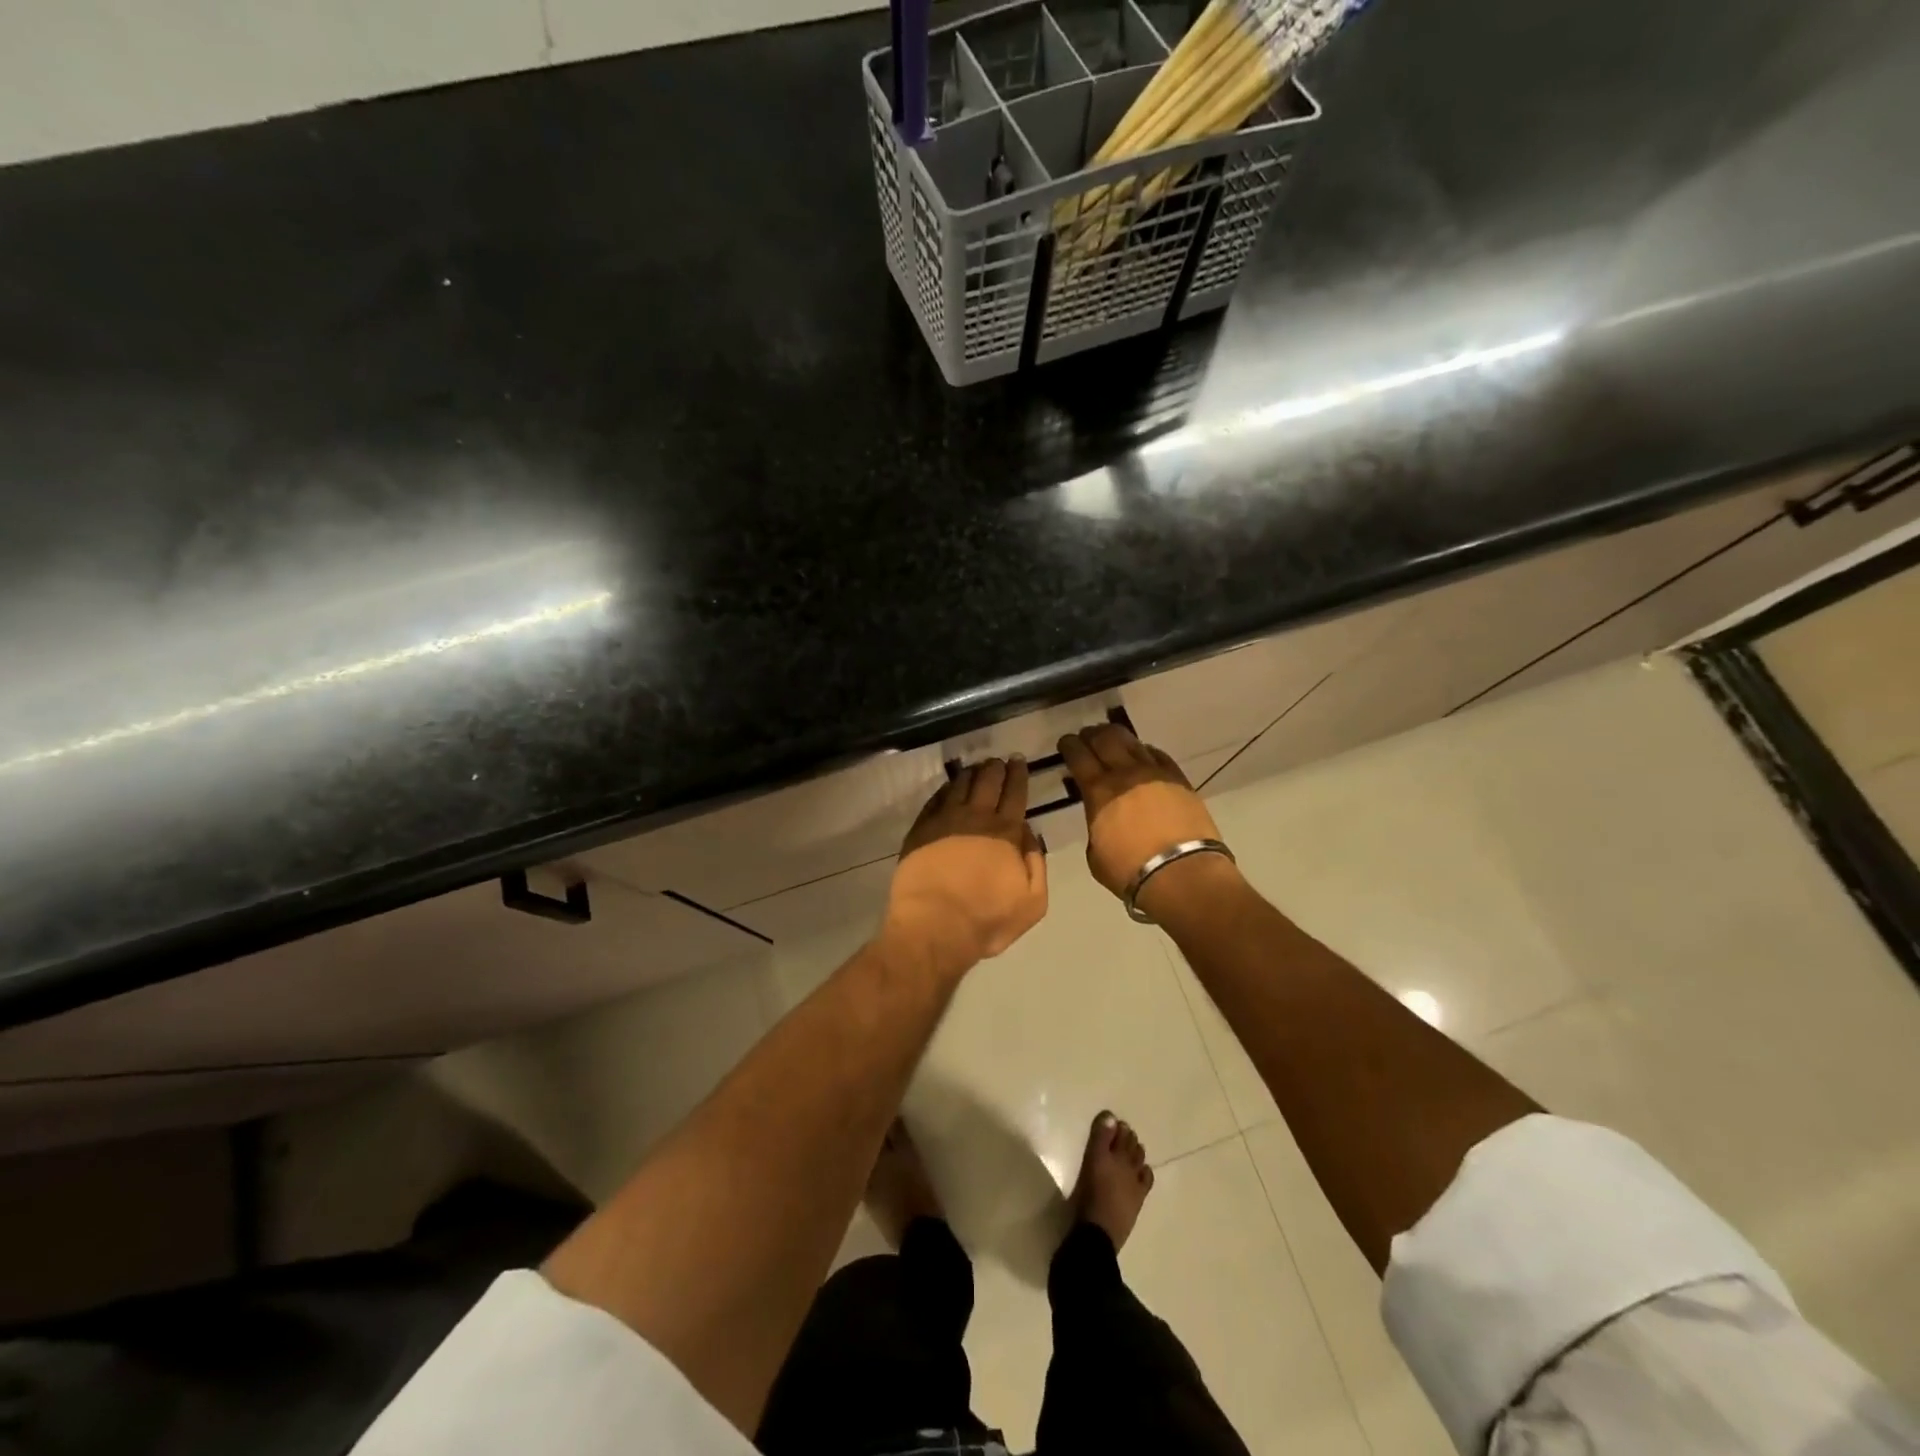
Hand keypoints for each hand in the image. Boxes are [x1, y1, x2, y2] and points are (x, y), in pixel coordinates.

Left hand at [881, 758, 1047, 980]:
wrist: (934, 927)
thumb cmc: (987, 919)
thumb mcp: (1033, 901)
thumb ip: (1036, 862)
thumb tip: (1029, 833)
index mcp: (1005, 832)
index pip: (1015, 793)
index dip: (1018, 775)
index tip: (1018, 761)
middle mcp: (975, 818)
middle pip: (987, 782)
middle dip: (995, 768)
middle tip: (998, 761)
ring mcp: (944, 821)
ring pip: (959, 786)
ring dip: (970, 774)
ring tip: (975, 768)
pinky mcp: (920, 830)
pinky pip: (935, 800)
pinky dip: (945, 789)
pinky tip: (948, 787)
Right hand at [1057, 724, 1234, 909]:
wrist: (1182, 874)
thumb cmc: (1130, 871)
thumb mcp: (1095, 853)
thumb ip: (1095, 826)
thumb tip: (1101, 817)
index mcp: (1098, 791)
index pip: (1078, 755)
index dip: (1069, 745)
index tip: (1065, 743)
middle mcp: (1125, 774)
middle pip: (1105, 738)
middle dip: (1091, 734)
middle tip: (1086, 737)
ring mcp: (1155, 773)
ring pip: (1132, 741)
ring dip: (1117, 736)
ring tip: (1112, 738)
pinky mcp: (1179, 780)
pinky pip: (1158, 754)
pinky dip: (1144, 750)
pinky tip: (1142, 753)